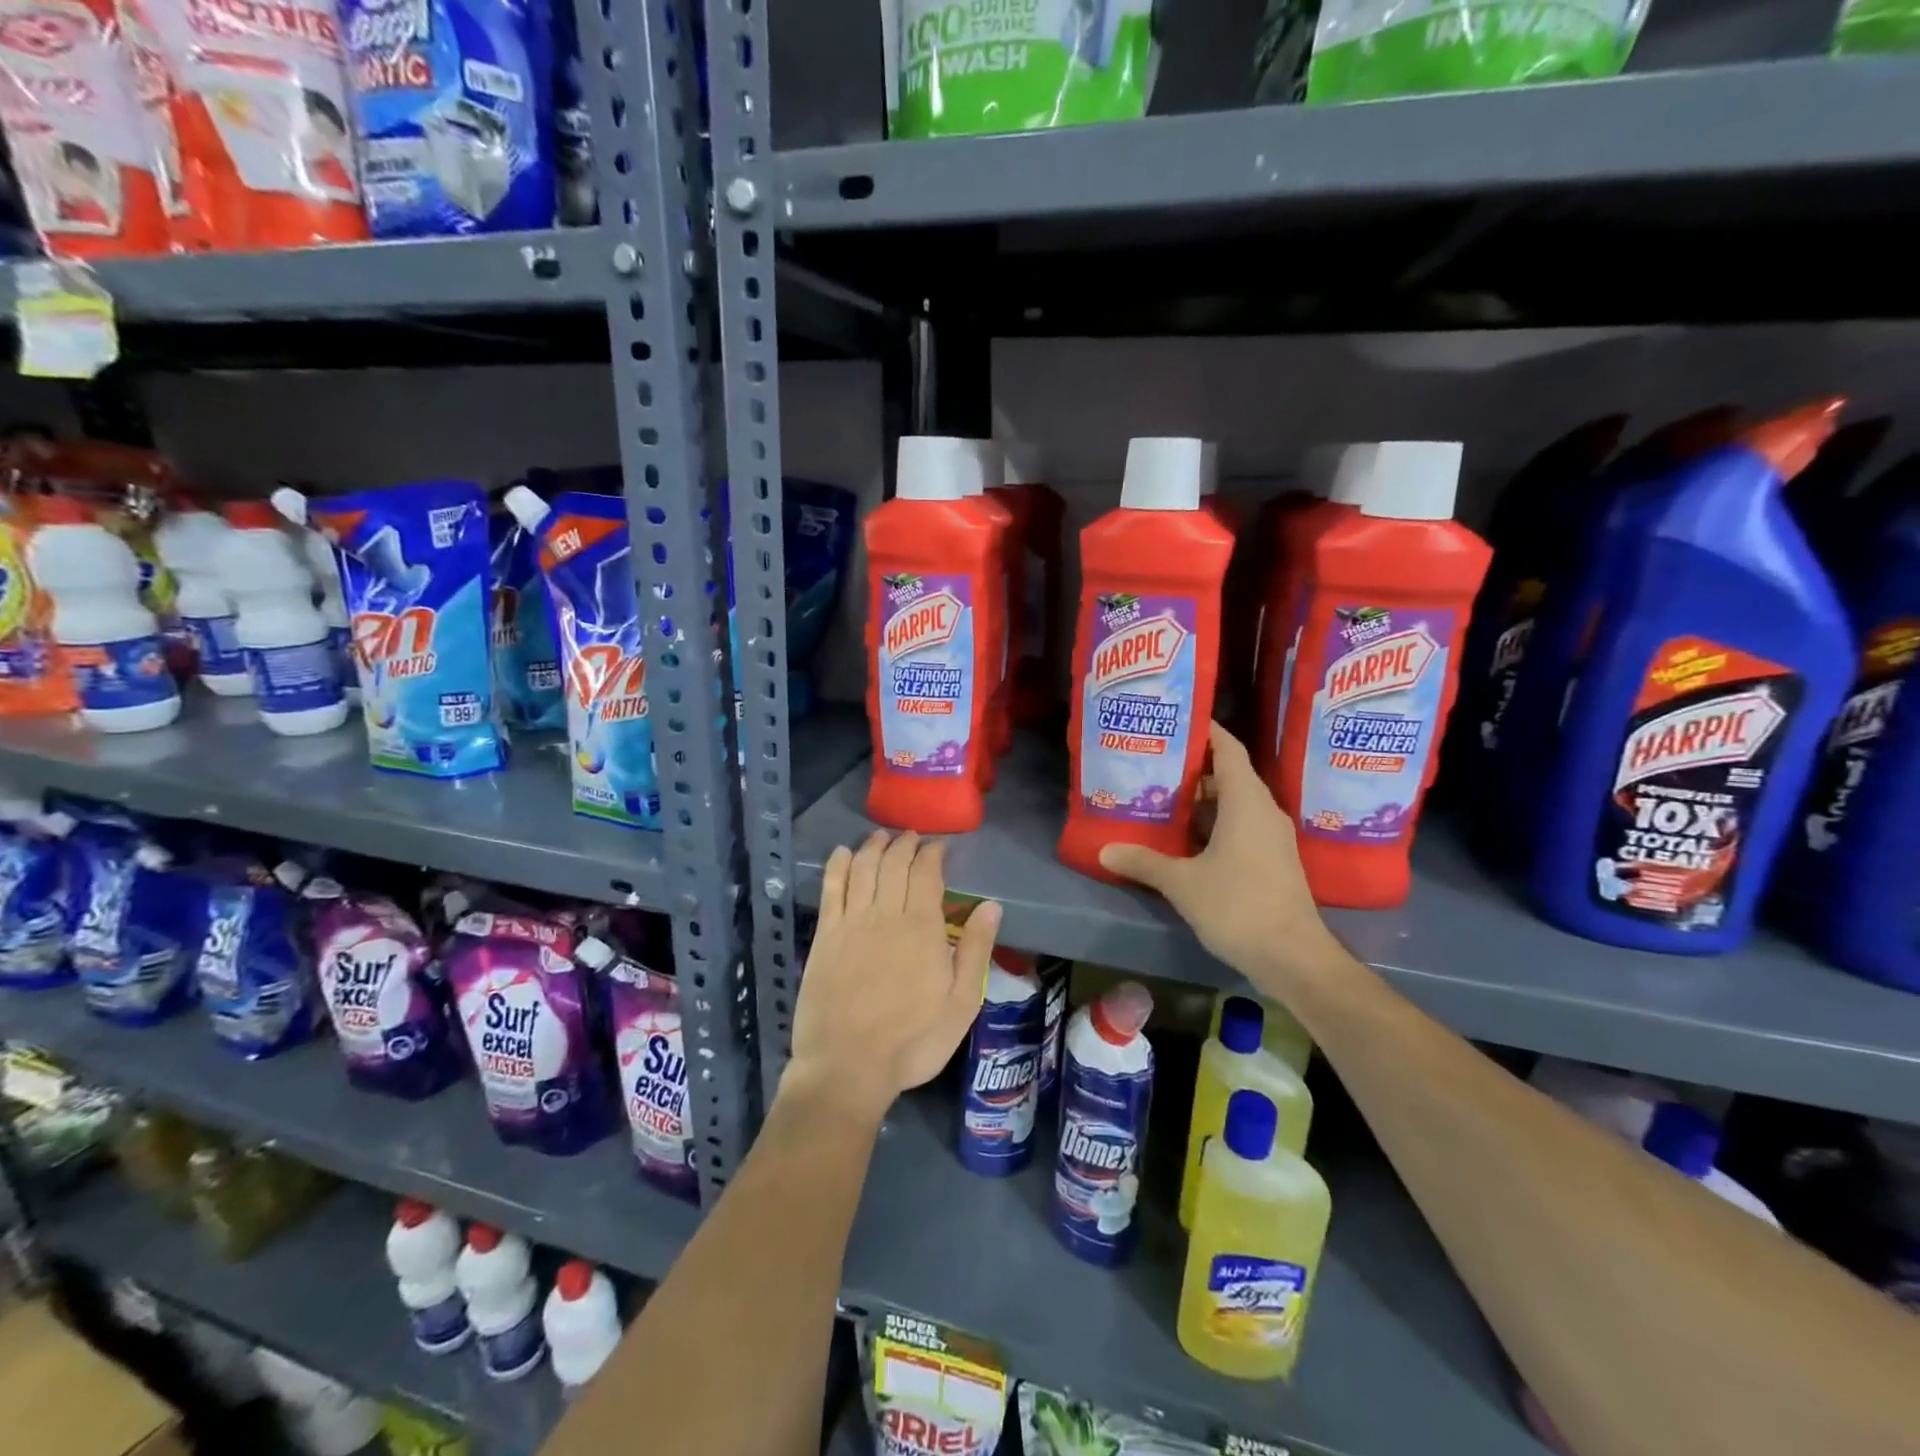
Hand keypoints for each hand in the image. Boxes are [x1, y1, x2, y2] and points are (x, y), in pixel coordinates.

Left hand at [785, 830, 999, 1125]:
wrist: (848, 1068)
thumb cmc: (913, 1041)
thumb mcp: (961, 1004)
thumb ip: (976, 950)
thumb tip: (991, 904)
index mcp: (922, 928)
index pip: (926, 873)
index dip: (932, 853)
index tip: (939, 845)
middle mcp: (885, 915)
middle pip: (894, 864)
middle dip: (904, 844)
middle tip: (912, 837)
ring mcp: (851, 924)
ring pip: (862, 869)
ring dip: (873, 847)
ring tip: (882, 836)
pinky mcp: (825, 937)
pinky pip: (831, 890)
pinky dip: (837, 866)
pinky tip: (841, 853)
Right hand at [1099, 722, 1339, 979]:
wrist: (1293, 958)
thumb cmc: (1238, 906)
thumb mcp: (1183, 883)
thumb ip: (1144, 862)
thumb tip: (1105, 851)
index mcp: (1247, 801)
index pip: (1228, 748)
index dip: (1204, 730)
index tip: (1174, 721)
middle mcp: (1264, 811)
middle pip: (1228, 774)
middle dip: (1192, 768)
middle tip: (1153, 763)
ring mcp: (1271, 837)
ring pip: (1234, 804)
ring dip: (1201, 800)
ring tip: (1161, 796)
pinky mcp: (1272, 860)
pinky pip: (1240, 827)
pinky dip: (1213, 824)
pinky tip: (1184, 838)